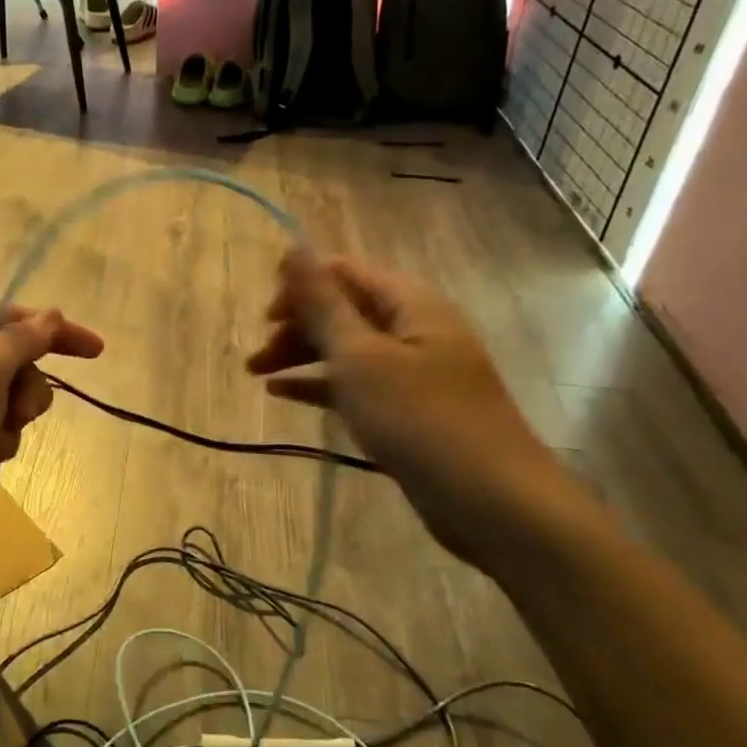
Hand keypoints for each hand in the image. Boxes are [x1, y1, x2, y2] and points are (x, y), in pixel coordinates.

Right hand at [247, 251, 580, 569]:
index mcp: (410, 303)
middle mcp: (413, 328)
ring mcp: (413, 371)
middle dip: (296, 325)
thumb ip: (323, 303)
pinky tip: (283, 393)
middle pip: (343, 310)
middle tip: (256, 356)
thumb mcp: (361, 356)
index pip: (344, 273)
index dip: (300, 285)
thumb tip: (294, 246)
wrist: (490, 501)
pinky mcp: (407, 408)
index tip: (263, 316)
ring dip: (301, 355)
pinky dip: (320, 384)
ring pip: (346, 349)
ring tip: (255, 375)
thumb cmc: (420, 419)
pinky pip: (355, 383)